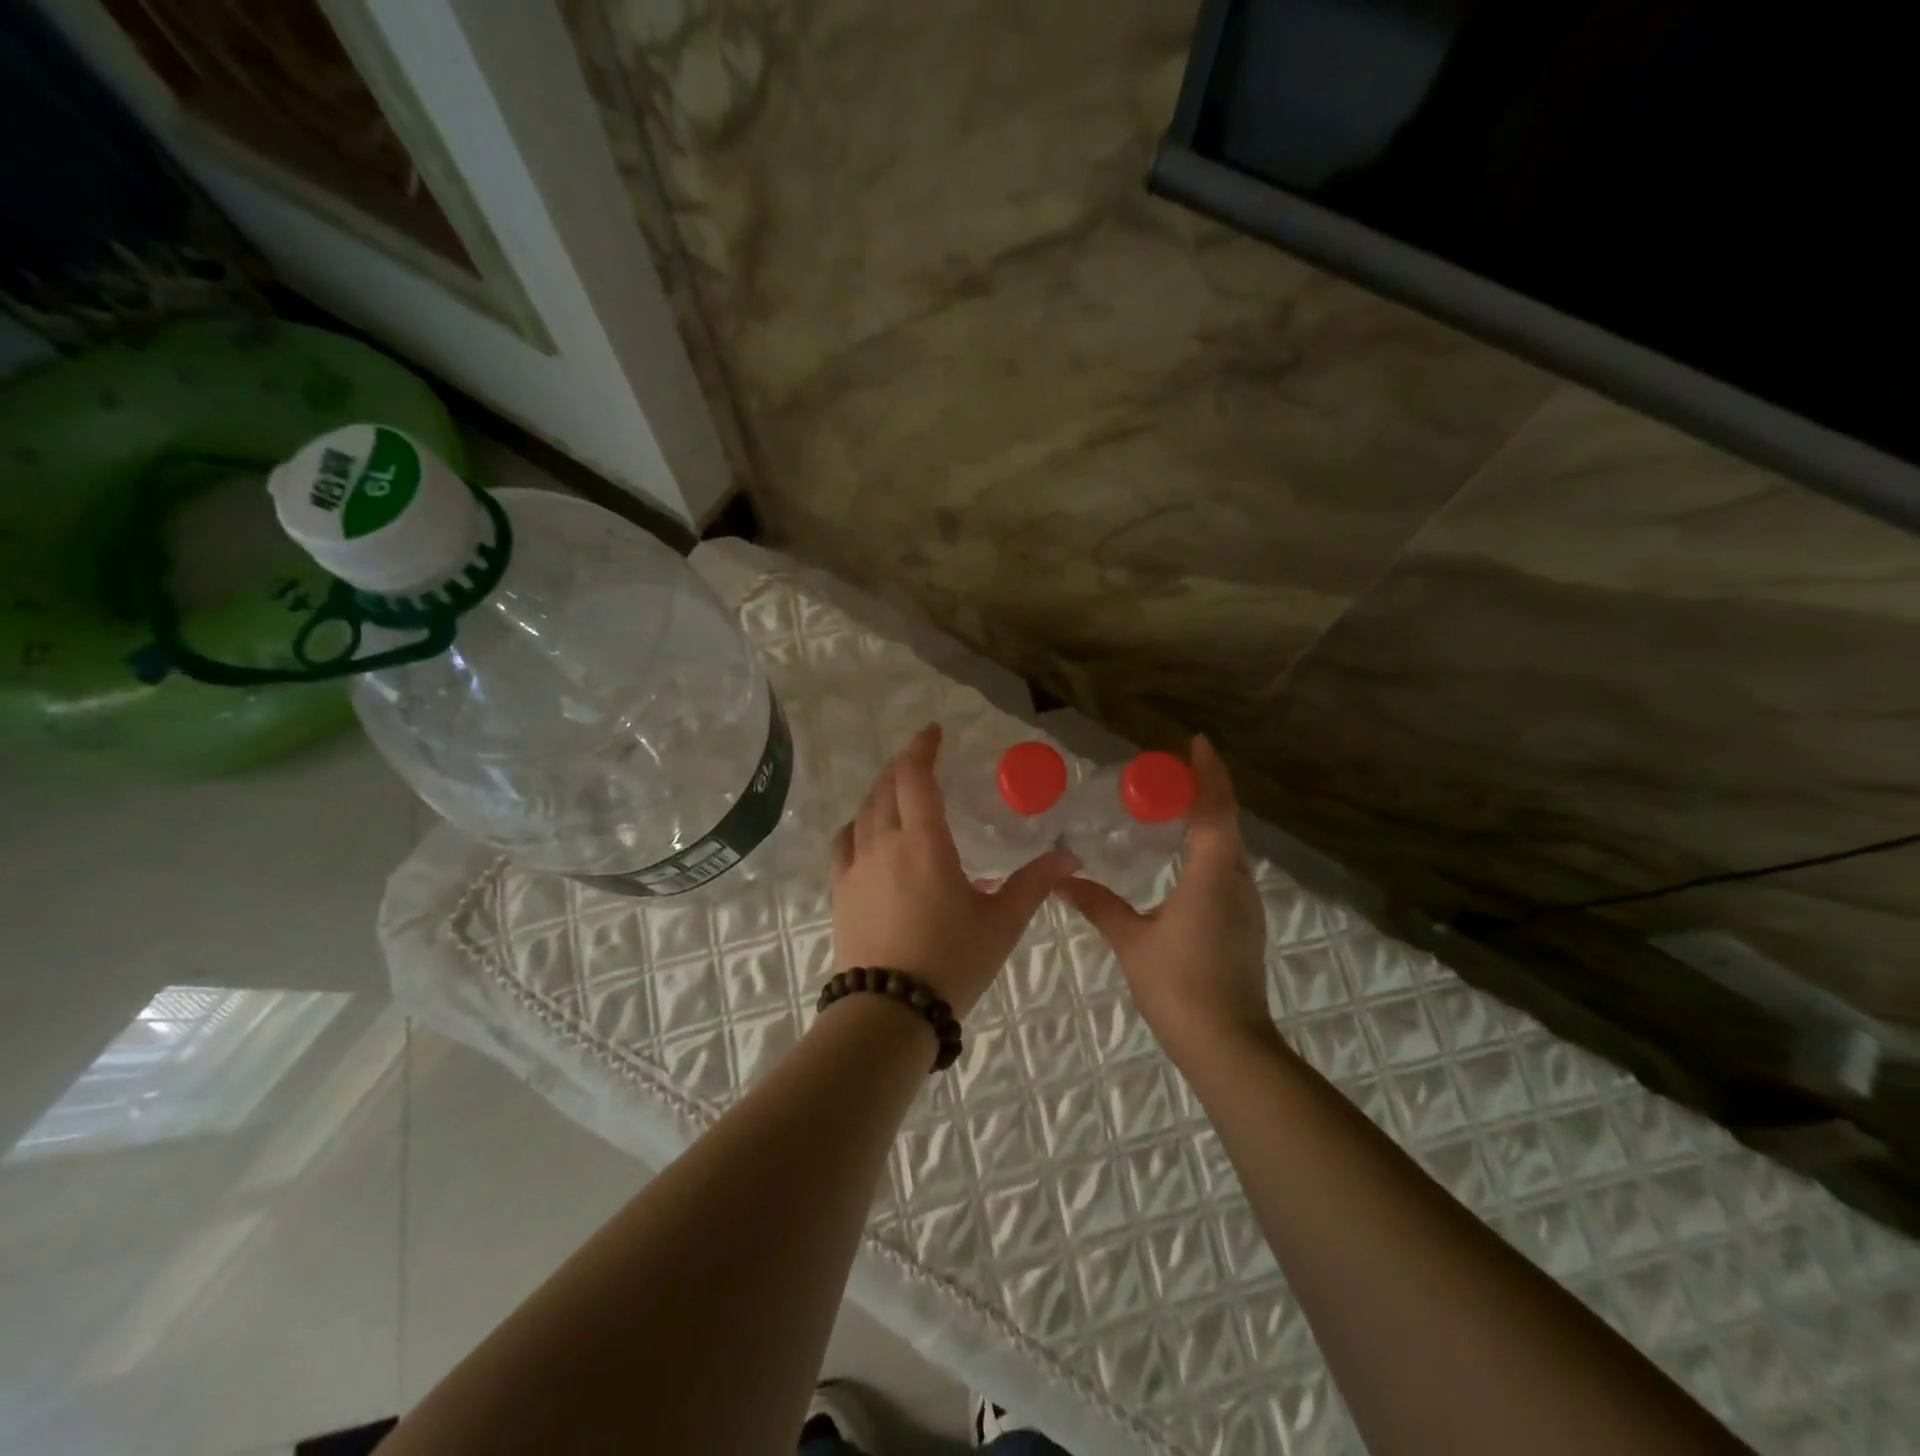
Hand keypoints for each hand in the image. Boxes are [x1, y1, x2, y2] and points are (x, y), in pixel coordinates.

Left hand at [831, 724, 1078, 1017]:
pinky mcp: (840, 889)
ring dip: (882, 790)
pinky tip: (868, 830)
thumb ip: (1035, 883)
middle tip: (923, 759)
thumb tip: (1072, 856)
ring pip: (864, 810)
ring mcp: (856, 866)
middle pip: (886, 786)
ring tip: (900, 790)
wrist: (889, 1011)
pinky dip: (858, 822)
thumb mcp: (1002, 922)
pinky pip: (844, 840)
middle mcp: (884, 843)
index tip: (934, 732)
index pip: (915, 776)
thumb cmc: (952, 962)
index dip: (922, 747)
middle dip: (904, 765)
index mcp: (924, 842)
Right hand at [1057, 737, 1272, 1063]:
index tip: (1195, 742)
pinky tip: (1183, 860)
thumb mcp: (1131, 941)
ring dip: (1209, 821)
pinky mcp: (1246, 924)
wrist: (1229, 1045)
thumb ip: (1098, 905)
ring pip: (1231, 848)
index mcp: (1211, 877)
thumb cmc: (1178, 987)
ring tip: (1173, 810)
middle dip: (1206, 791)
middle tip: (1170, 774)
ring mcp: (1246, 904)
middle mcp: (1236, 882)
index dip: (1208, 773)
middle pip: (1227, 822)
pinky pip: (1228, 870)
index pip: (1215, 810)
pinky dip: (1210, 849)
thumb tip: (1061, 880)